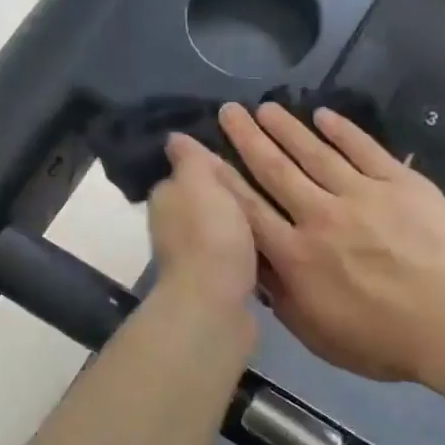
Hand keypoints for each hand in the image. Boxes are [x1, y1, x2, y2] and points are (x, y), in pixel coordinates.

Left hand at [147, 133, 259, 310]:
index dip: (211, 163)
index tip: (244, 152)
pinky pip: (234, 255)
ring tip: (278, 208)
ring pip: (221, 228)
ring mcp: (194, 257)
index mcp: (166, 198)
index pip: (186, 171)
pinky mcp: (216, 282)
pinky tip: (271, 244)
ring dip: (240, 223)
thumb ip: (191, 159)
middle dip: (230, 193)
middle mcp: (173, 227)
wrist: (215, 306)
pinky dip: (247, 249)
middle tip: (270, 180)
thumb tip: (174, 138)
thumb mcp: (201, 182)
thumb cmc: (209, 236)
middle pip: (205, 201)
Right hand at [217, 101, 444, 382]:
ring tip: (266, 108)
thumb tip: (254, 265)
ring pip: (315, 153)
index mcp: (296, 256)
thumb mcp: (317, 335)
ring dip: (287, 128)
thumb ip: (280, 297)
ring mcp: (362, 194)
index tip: (198, 152)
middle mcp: (320, 216)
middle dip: (247, 138)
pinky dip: (343, 130)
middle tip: (228, 111)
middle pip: (275, 169)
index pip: (247, 208)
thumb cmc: (385, 342)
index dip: (219, 178)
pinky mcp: (401, 183)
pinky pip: (365, 149)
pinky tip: (324, 116)